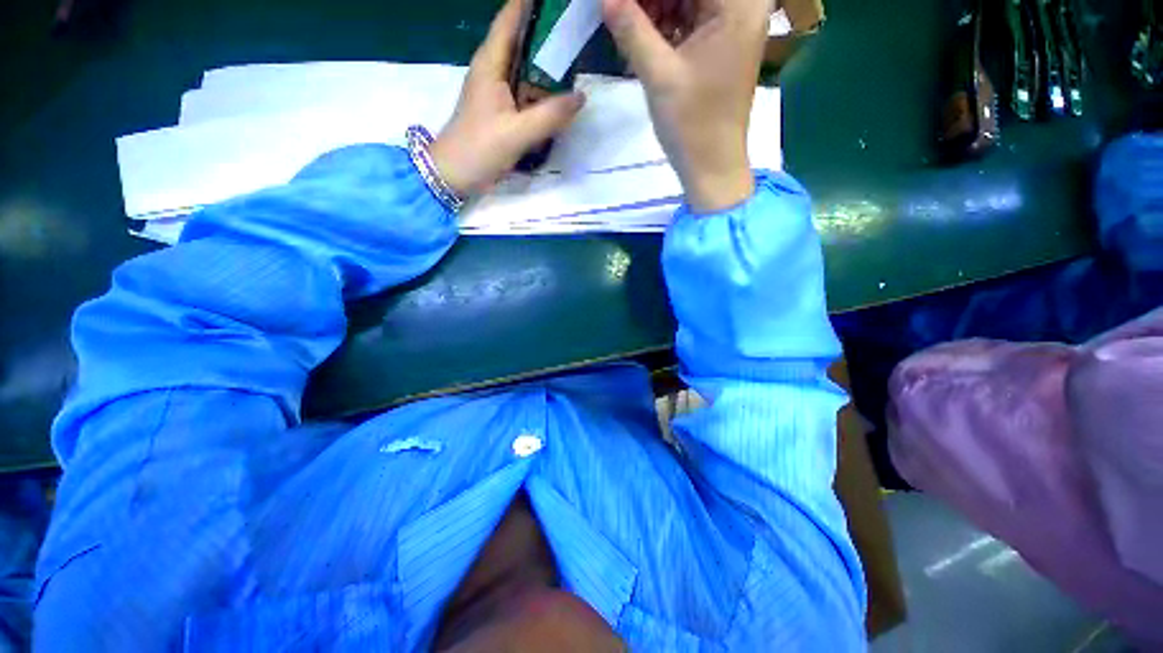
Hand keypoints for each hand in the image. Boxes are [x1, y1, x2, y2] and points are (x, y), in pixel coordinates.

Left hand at [431, 0, 586, 195]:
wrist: (454, 175)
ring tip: (577, 60)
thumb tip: (581, 97)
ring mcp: (498, 92)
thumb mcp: (516, 133)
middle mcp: (494, 70)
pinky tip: (561, 98)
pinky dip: (543, 93)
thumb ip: (550, 116)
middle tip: (577, 30)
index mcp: (491, 63)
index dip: (531, 2)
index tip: (558, 2)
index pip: (510, 17)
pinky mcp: (502, 111)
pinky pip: (527, 94)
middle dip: (547, 33)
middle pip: (523, 40)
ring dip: (548, 66)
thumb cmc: (478, 148)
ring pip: (527, 69)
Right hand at [603, 0, 768, 212]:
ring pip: (687, 0)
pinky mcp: (721, 45)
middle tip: (619, 12)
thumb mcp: (659, 75)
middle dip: (650, 0)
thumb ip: (631, 28)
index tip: (619, 5)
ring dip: (654, 10)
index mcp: (738, 3)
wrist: (712, 167)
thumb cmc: (692, 125)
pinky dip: (665, 26)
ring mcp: (733, 25)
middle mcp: (743, 5)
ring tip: (625, 27)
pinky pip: (690, 20)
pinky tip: (641, 41)